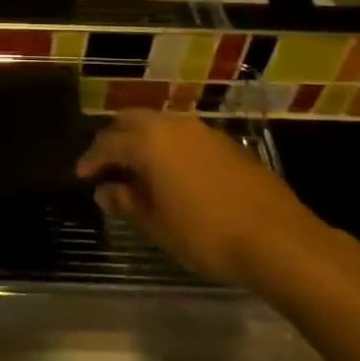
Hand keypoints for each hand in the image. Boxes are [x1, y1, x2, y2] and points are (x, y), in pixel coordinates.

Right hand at [76, 112, 320, 284]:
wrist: (278, 239)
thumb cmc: (206, 235)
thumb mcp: (157, 225)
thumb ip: (127, 202)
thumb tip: (105, 191)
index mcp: (149, 143)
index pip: (108, 143)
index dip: (91, 160)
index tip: (82, 175)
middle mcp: (173, 126)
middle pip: (132, 121)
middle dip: (115, 139)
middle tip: (106, 164)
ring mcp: (203, 131)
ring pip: (160, 124)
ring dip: (143, 139)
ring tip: (138, 168)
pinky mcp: (227, 143)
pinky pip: (184, 135)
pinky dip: (169, 146)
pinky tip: (173, 172)